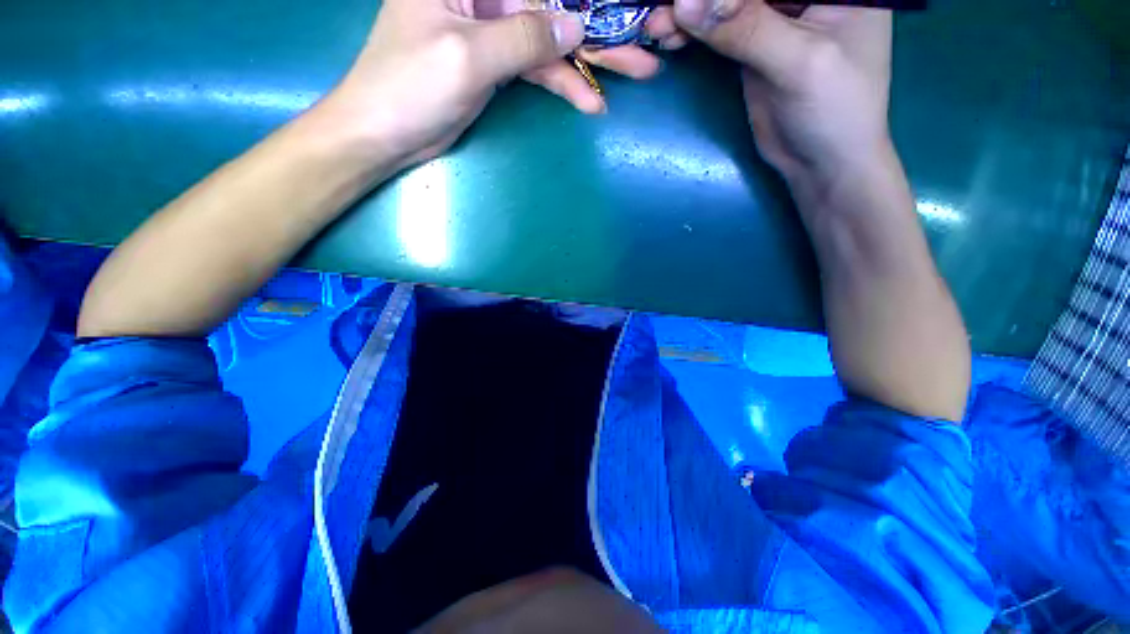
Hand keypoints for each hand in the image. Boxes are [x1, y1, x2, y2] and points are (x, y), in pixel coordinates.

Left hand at [319, 0, 663, 173]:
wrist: (387, 135)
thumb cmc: (410, 87)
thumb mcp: (467, 57)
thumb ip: (522, 37)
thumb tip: (575, 24)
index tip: (622, 7)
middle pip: (548, 5)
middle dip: (596, 28)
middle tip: (641, 47)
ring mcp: (492, 31)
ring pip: (549, 39)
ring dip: (588, 62)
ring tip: (632, 76)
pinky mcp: (497, 65)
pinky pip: (537, 69)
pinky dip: (563, 85)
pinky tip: (589, 101)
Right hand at [673, 0, 892, 189]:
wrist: (821, 162)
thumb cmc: (833, 110)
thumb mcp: (798, 62)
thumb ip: (746, 27)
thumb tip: (684, 0)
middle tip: (659, 15)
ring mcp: (776, 17)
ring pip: (725, 3)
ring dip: (689, 13)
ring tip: (657, 29)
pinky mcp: (752, 45)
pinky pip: (717, 27)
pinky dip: (693, 31)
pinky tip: (671, 37)